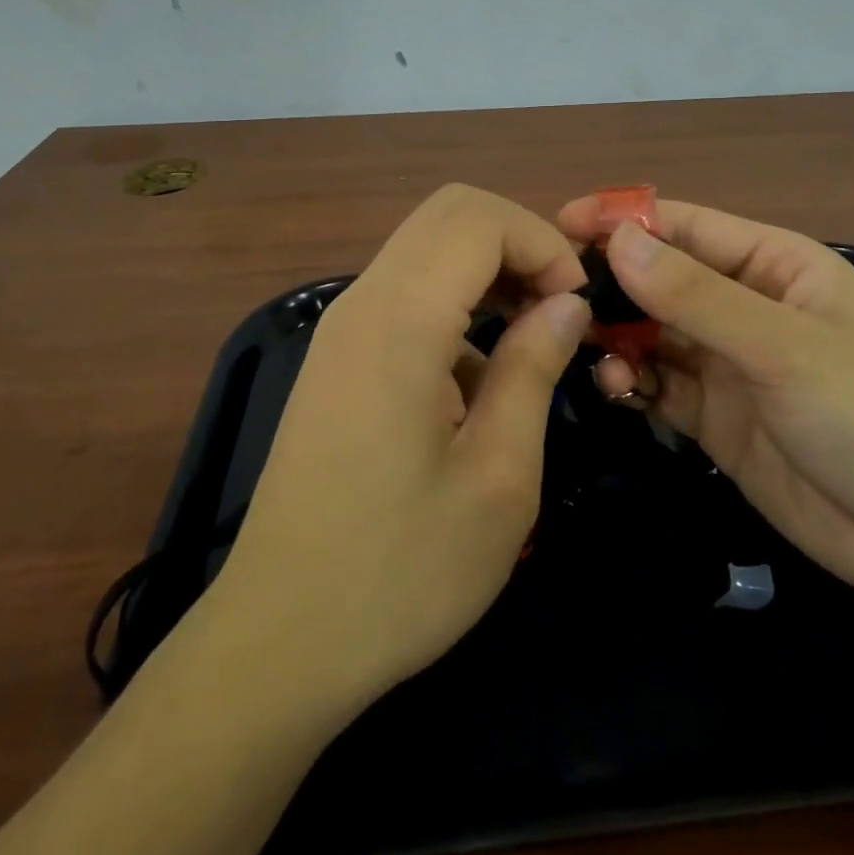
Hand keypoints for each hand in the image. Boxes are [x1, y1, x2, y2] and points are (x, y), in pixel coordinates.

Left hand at [212, 185, 589, 705]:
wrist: (278, 641)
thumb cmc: (400, 570)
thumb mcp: (498, 478)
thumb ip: (534, 369)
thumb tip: (567, 304)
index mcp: (399, 321)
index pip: (478, 218)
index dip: (542, 244)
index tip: (576, 308)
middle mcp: (362, 302)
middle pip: (449, 213)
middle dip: (518, 243)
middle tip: (556, 311)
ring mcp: (341, 327)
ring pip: (426, 247)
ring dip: (487, 271)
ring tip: (528, 342)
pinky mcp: (336, 356)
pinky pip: (405, 291)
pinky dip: (454, 302)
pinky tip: (476, 381)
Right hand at [556, 196, 853, 610]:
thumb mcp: (782, 348)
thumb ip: (696, 296)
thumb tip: (617, 239)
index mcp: (774, 265)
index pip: (686, 226)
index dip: (624, 219)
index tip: (560, 223)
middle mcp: (746, 304)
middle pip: (661, 277)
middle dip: (612, 282)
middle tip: (555, 296)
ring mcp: (728, 362)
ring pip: (652, 331)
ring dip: (618, 336)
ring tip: (591, 352)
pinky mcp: (714, 415)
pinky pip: (658, 382)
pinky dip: (632, 380)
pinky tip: (619, 390)